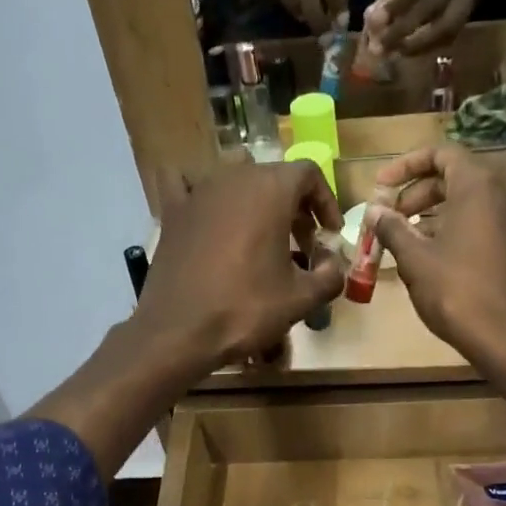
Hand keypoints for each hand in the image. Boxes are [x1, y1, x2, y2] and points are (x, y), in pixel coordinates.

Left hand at [138, 159, 345, 368]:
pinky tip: (205, 208)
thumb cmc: (245, 309)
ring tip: (262, 237)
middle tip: (303, 247)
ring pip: (236, 181)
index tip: (330, 234)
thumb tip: (334, 264)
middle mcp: (234, 177)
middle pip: (274, 178)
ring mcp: (198, 191)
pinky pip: (185, 184)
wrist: (179, 331)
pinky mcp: (172, 211)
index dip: (325, 202)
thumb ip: (330, 276)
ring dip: (256, 203)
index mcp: (270, 189)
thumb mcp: (301, 299)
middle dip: (295, 208)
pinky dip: (199, 191)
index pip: (309, 174)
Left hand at [362, 0, 478, 56]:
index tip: (375, 23)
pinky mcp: (471, 8)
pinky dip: (429, 46)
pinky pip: (451, 34)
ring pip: (446, 25)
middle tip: (379, 48)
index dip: (398, 3)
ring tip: (393, 52)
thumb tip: (372, 20)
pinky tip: (410, 50)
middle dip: (403, 30)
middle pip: (433, 5)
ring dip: (417, 44)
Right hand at [365, 145, 505, 370]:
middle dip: (416, 194)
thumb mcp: (415, 259)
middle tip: (389, 218)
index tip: (380, 187)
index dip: (405, 166)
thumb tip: (374, 211)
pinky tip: (433, 259)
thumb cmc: (456, 292)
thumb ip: (392, 229)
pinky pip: (482, 225)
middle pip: (454, 178)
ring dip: (433, 215)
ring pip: (468, 204)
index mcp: (478, 186)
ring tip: (405, 241)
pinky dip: (454, 230)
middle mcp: (503, 194)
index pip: (440, 154)